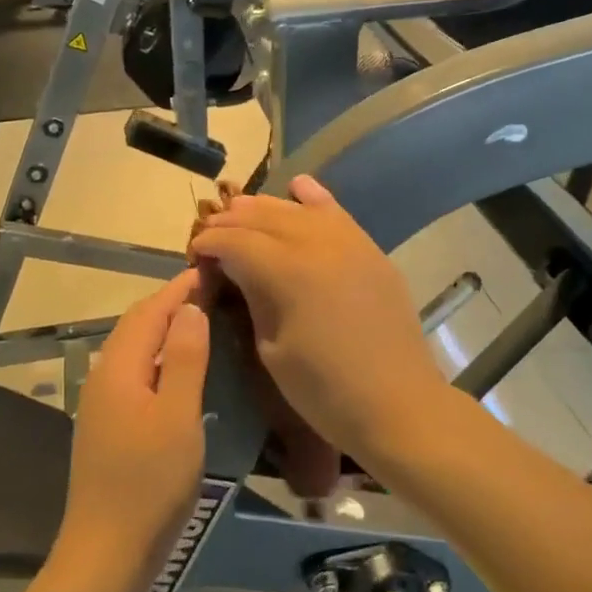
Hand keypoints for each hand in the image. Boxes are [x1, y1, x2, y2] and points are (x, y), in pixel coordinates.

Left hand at [51, 272, 209, 591]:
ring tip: (199, 322)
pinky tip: (179, 370)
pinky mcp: (107, 427)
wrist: (105, 555)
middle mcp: (104, 378)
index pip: (150, 312)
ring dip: (163, 329)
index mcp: (120, 370)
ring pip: (134, 349)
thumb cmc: (149, 484)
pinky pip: (135, 373)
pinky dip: (158, 357)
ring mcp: (102, 404)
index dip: (178, 289)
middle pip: (136, 326)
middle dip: (169, 303)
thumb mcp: (178, 418)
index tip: (209, 269)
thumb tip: (190, 309)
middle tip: (209, 290)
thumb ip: (186, 360)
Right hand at [187, 177, 445, 464]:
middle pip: (263, 217)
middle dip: (230, 221)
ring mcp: (350, 242)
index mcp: (287, 271)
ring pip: (297, 209)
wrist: (399, 404)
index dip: (208, 242)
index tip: (193, 253)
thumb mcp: (271, 349)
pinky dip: (313, 198)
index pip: (235, 241)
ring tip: (240, 213)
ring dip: (264, 208)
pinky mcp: (371, 250)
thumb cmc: (324, 390)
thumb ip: (251, 297)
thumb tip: (232, 269)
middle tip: (210, 234)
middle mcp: (317, 243)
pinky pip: (337, 212)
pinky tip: (297, 187)